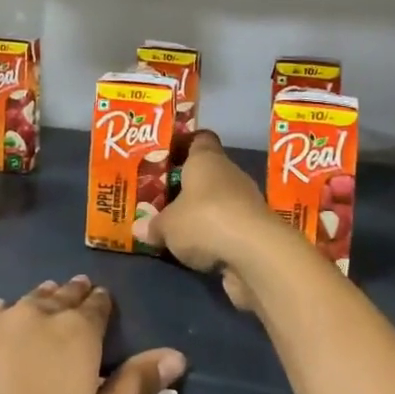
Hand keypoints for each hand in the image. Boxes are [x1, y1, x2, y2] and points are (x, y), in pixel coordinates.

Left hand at [0, 277, 185, 393]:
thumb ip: (137, 385)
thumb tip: (177, 354)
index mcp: (74, 333)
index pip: (95, 305)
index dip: (101, 303)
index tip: (102, 301)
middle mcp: (31, 316)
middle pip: (56, 297)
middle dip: (68, 295)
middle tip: (73, 292)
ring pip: (16, 305)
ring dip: (30, 307)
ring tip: (36, 309)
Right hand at [136, 129, 279, 310]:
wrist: (255, 254)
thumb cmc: (204, 220)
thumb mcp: (167, 225)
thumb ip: (154, 224)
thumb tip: (139, 227)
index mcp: (207, 159)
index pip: (199, 140)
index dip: (184, 145)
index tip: (167, 157)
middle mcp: (229, 174)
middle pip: (208, 173)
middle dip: (188, 186)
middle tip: (164, 198)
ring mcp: (246, 202)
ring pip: (219, 201)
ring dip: (204, 214)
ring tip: (178, 227)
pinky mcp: (255, 230)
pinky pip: (229, 227)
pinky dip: (217, 236)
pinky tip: (199, 250)